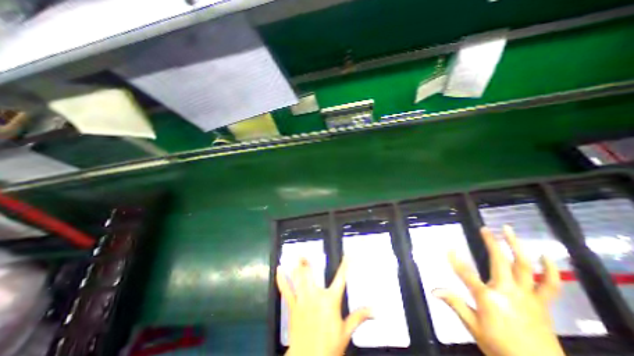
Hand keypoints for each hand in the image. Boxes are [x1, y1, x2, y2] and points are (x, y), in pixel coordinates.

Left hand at [277, 257, 372, 354]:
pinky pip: (286, 290)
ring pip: (298, 278)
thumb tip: (374, 310)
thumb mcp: (346, 332)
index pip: (341, 278)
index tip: (349, 254)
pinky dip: (282, 279)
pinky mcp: (293, 306)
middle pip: (310, 274)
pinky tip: (279, 270)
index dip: (346, 264)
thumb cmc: (329, 346)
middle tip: (303, 252)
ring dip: (296, 266)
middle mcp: (315, 295)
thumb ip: (359, 317)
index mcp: (330, 300)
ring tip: (295, 255)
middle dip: (306, 262)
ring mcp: (302, 300)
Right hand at [436, 227, 564, 355]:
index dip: (455, 259)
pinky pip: (550, 285)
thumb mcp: (473, 326)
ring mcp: (527, 296)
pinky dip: (550, 270)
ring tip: (509, 232)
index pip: (466, 273)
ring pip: (524, 267)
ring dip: (516, 247)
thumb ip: (454, 303)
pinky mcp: (542, 303)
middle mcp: (507, 291)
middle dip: (491, 243)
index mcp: (487, 297)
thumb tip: (433, 291)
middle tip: (485, 229)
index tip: (448, 247)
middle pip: (499, 261)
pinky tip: (545, 256)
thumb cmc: (500, 347)